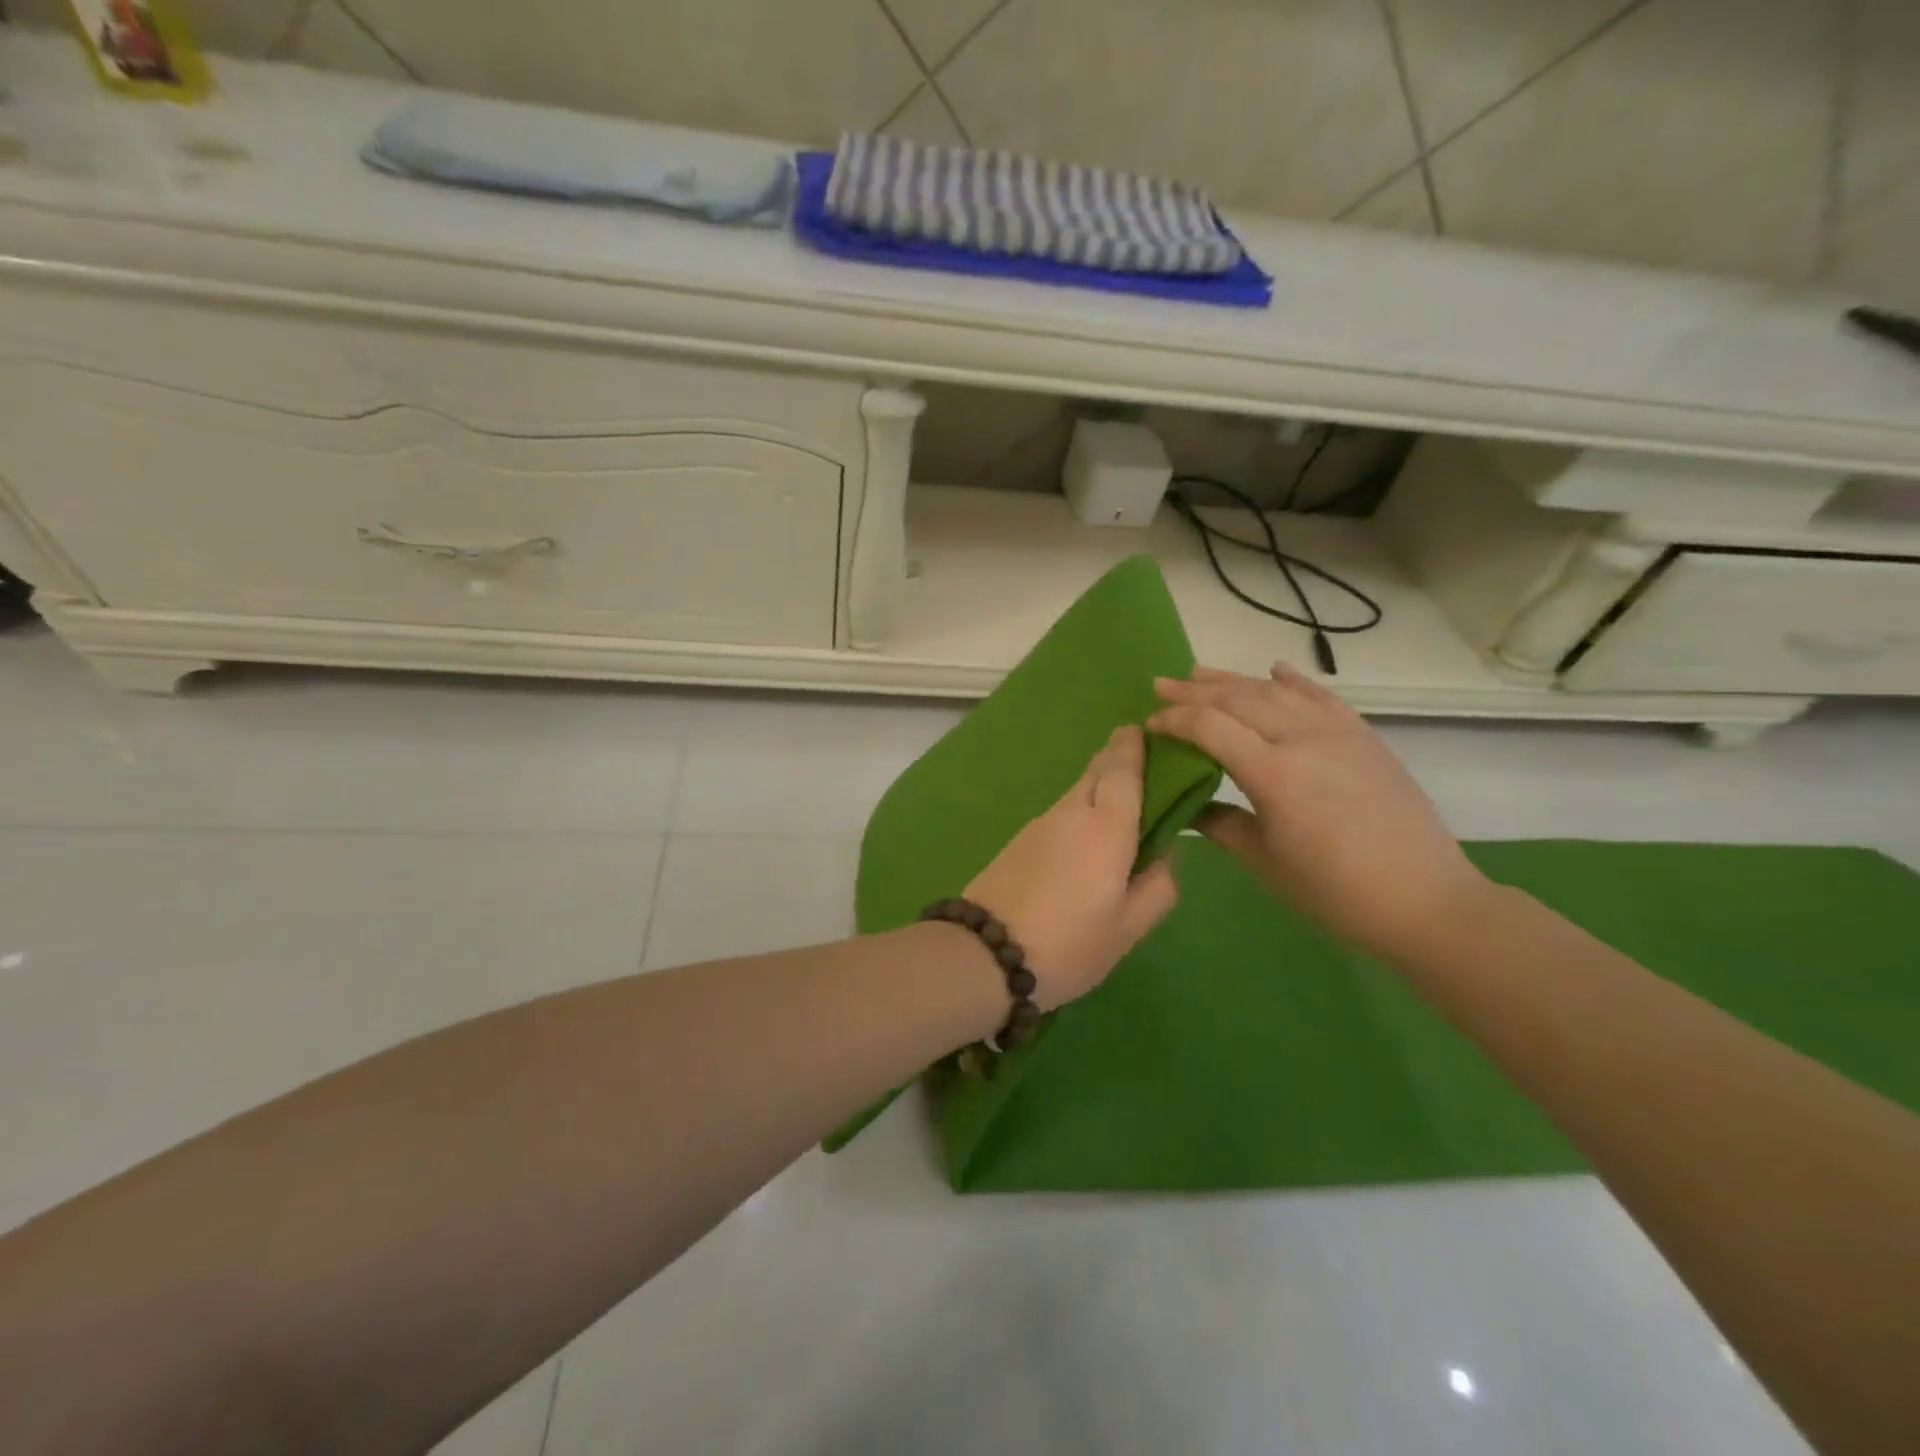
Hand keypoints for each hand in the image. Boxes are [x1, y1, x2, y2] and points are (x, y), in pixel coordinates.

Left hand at [964, 726, 1179, 1009]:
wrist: (984, 954)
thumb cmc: (1068, 944)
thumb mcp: (1127, 929)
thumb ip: (1157, 887)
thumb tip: (1166, 854)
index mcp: (1106, 827)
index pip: (1123, 770)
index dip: (1134, 746)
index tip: (1144, 729)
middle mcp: (1071, 813)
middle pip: (1096, 772)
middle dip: (1117, 759)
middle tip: (1139, 760)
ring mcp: (1039, 824)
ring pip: (1075, 793)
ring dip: (1098, 786)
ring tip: (1120, 803)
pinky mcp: (1018, 840)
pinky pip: (1059, 813)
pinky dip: (1078, 811)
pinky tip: (1085, 838)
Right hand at [1150, 664, 1487, 961]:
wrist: (1424, 900)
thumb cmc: (1334, 892)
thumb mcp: (1265, 863)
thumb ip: (1220, 825)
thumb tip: (1187, 804)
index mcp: (1273, 774)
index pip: (1210, 727)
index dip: (1175, 720)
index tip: (1149, 724)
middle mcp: (1303, 740)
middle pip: (1238, 700)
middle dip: (1194, 691)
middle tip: (1161, 685)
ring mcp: (1338, 733)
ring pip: (1276, 692)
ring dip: (1234, 679)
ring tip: (1200, 672)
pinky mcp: (1364, 737)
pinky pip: (1323, 697)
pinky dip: (1295, 679)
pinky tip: (1275, 668)